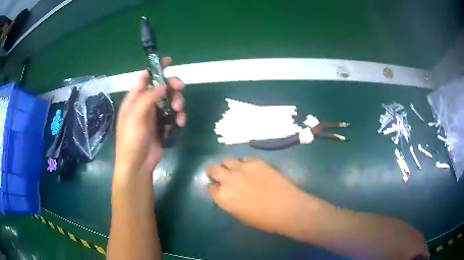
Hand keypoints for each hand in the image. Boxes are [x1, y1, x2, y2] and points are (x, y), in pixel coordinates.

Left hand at [115, 57, 185, 176]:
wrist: (137, 164)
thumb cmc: (131, 139)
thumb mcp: (135, 116)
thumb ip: (148, 98)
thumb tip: (162, 85)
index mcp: (134, 99)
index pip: (145, 77)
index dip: (156, 68)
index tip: (169, 61)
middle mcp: (144, 104)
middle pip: (161, 88)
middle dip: (172, 87)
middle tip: (180, 88)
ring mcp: (154, 115)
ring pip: (170, 101)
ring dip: (177, 103)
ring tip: (180, 113)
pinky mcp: (162, 126)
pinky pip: (173, 116)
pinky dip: (178, 117)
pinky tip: (180, 123)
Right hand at [206, 157, 312, 234]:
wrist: (286, 208)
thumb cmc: (264, 219)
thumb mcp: (240, 215)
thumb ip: (229, 202)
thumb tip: (228, 195)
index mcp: (223, 197)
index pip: (209, 188)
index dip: (212, 188)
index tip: (216, 188)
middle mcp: (228, 180)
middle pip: (213, 169)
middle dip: (213, 172)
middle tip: (218, 174)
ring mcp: (242, 168)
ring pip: (227, 160)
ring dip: (227, 165)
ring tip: (233, 169)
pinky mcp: (256, 161)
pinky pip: (244, 158)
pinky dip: (244, 163)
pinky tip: (249, 168)